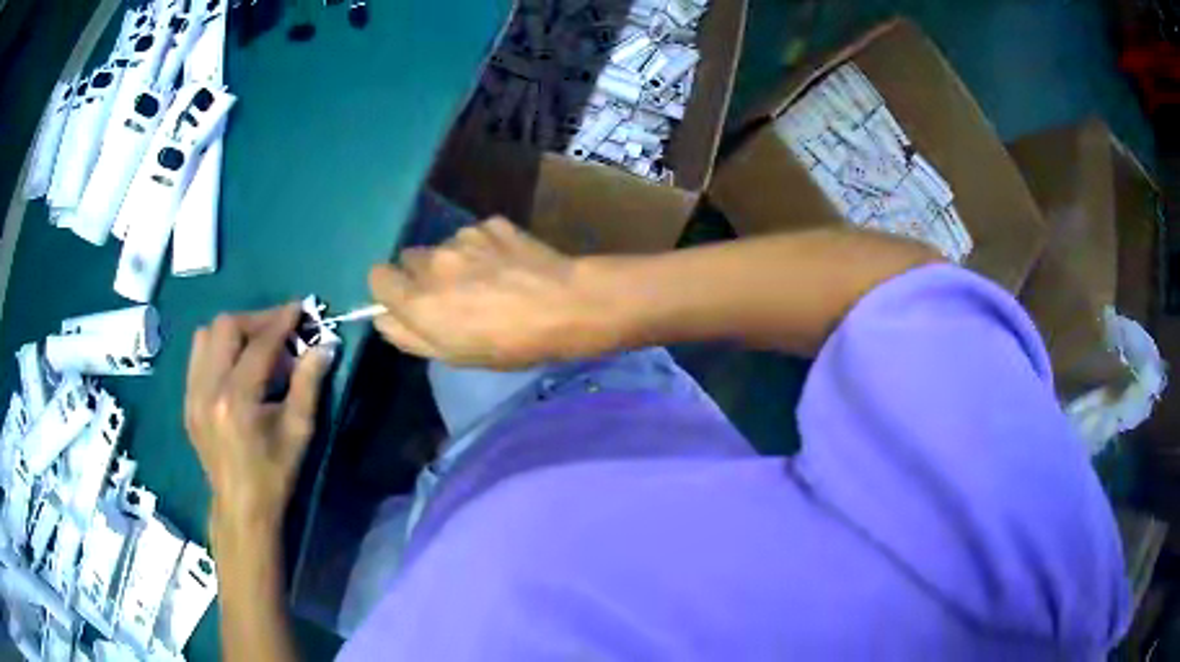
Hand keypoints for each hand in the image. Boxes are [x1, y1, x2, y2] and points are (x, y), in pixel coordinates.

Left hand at [185, 304, 332, 535]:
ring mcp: (193, 395)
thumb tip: (324, 345)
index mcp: (237, 399)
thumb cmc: (275, 474)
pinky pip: (197, 357)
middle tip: (278, 329)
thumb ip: (309, 384)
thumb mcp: (299, 432)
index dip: (281, 321)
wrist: (241, 508)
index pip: (259, 344)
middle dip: (255, 320)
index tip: (300, 309)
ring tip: (255, 346)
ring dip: (233, 331)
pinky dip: (217, 349)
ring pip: (205, 336)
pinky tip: (235, 367)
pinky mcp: (188, 402)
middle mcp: (208, 389)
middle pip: (225, 327)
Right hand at [369, 217, 621, 368]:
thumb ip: (408, 336)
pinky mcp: (490, 223)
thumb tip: (384, 317)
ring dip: (455, 261)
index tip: (408, 301)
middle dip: (422, 275)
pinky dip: (483, 248)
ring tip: (489, 281)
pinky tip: (509, 265)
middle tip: (453, 295)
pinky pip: (474, 235)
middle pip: (410, 259)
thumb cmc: (508, 343)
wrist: (565, 305)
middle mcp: (432, 261)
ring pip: (444, 246)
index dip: (390, 289)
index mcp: (417, 299)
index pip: (377, 276)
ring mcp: (463, 237)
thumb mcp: (453, 355)